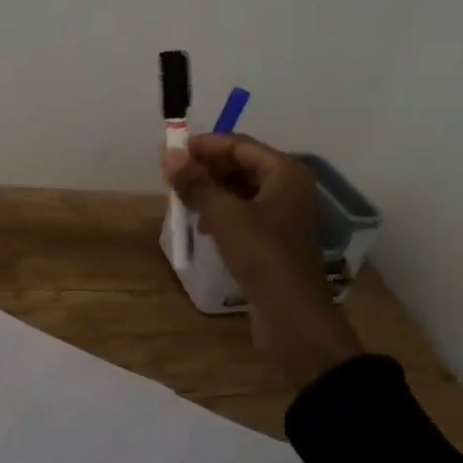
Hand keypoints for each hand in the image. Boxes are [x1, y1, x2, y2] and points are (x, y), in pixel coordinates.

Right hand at [162, 133, 361, 383]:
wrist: (293, 317)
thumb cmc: (262, 256)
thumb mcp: (224, 216)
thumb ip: (196, 183)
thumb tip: (169, 153)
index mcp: (285, 172)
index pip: (240, 145)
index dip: (205, 146)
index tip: (171, 151)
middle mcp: (290, 187)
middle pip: (243, 165)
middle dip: (208, 168)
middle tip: (174, 177)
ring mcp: (285, 214)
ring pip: (243, 190)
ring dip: (214, 191)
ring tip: (184, 200)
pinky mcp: (277, 239)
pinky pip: (247, 213)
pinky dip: (224, 212)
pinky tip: (203, 224)